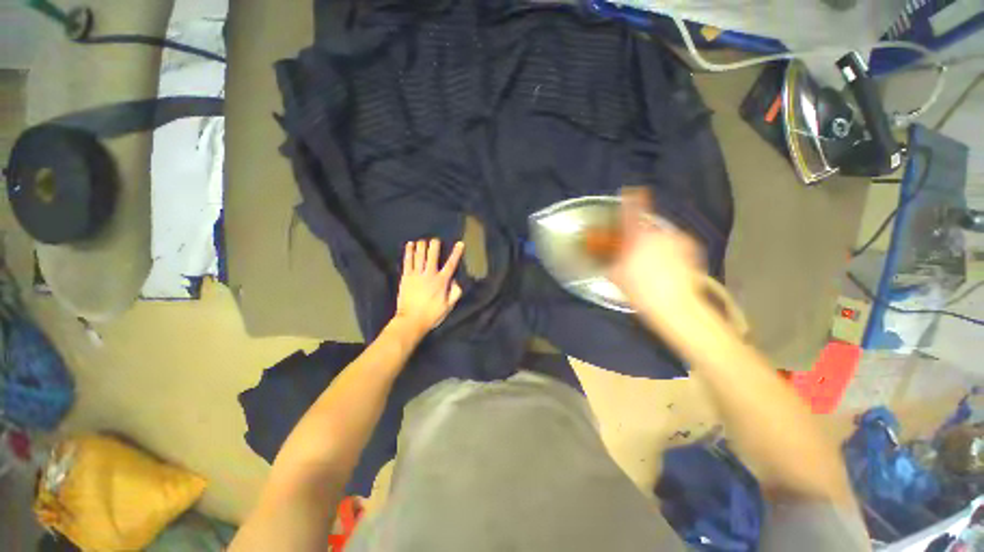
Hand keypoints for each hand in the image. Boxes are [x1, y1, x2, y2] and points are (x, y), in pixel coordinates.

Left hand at [393, 239, 464, 336]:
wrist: (411, 321)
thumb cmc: (432, 315)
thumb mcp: (448, 307)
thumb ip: (455, 293)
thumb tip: (455, 281)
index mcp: (441, 282)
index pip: (451, 264)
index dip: (456, 253)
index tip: (460, 243)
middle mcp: (429, 275)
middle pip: (432, 255)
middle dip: (434, 245)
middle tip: (435, 239)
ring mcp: (416, 275)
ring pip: (419, 256)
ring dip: (421, 246)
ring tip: (422, 240)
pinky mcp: (406, 277)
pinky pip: (407, 261)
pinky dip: (409, 252)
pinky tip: (410, 245)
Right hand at [609, 188, 705, 323]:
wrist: (677, 306)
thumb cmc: (641, 290)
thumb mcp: (615, 276)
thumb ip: (608, 261)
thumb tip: (604, 255)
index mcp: (638, 237)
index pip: (632, 210)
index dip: (630, 199)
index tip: (630, 191)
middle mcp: (659, 232)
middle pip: (646, 226)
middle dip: (640, 236)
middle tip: (636, 253)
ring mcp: (678, 239)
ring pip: (661, 236)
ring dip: (655, 243)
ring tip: (653, 264)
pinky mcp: (692, 248)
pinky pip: (676, 243)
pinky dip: (671, 250)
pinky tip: (668, 266)